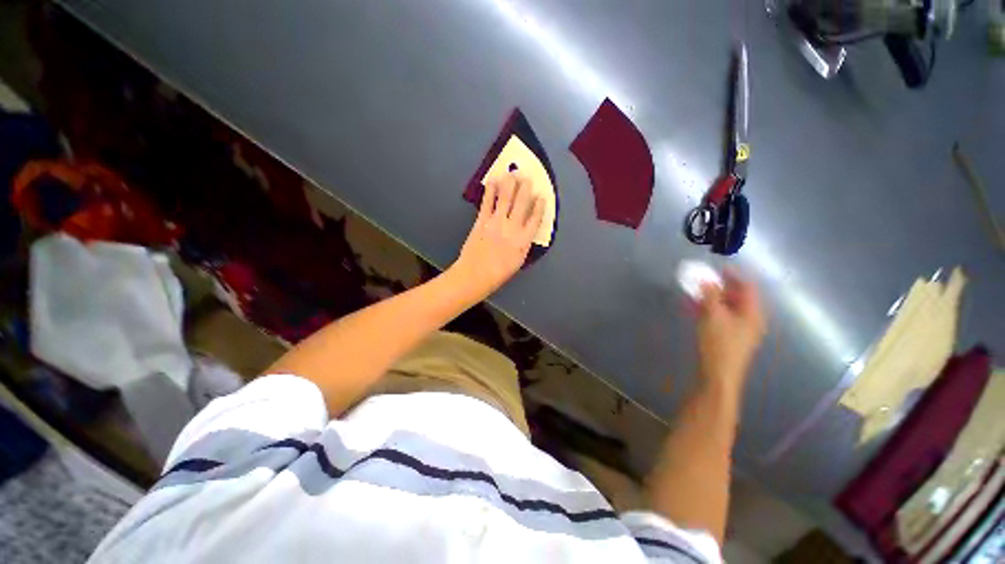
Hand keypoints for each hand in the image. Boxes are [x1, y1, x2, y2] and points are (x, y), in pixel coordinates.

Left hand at [451, 173, 543, 299]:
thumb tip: (525, 231)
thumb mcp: (518, 261)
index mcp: (524, 240)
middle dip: (525, 189)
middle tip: (527, 177)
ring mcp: (496, 222)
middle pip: (522, 203)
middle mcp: (513, 228)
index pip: (535, 219)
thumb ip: (523, 244)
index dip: (539, 206)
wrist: (475, 274)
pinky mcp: (482, 220)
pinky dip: (490, 191)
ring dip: (510, 184)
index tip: (541, 197)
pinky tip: (492, 182)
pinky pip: (487, 203)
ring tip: (512, 173)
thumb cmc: (499, 273)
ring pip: (506, 199)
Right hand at [696, 270, 765, 390]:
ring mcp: (740, 330)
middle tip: (704, 279)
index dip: (734, 276)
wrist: (719, 374)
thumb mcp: (713, 316)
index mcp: (752, 313)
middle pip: (738, 297)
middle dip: (721, 286)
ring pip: (727, 307)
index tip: (719, 267)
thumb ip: (711, 295)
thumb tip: (707, 280)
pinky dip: (710, 309)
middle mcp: (750, 319)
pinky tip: (695, 308)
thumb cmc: (719, 343)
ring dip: (712, 298)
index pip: (747, 287)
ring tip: (696, 292)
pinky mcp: (730, 337)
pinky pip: (721, 317)